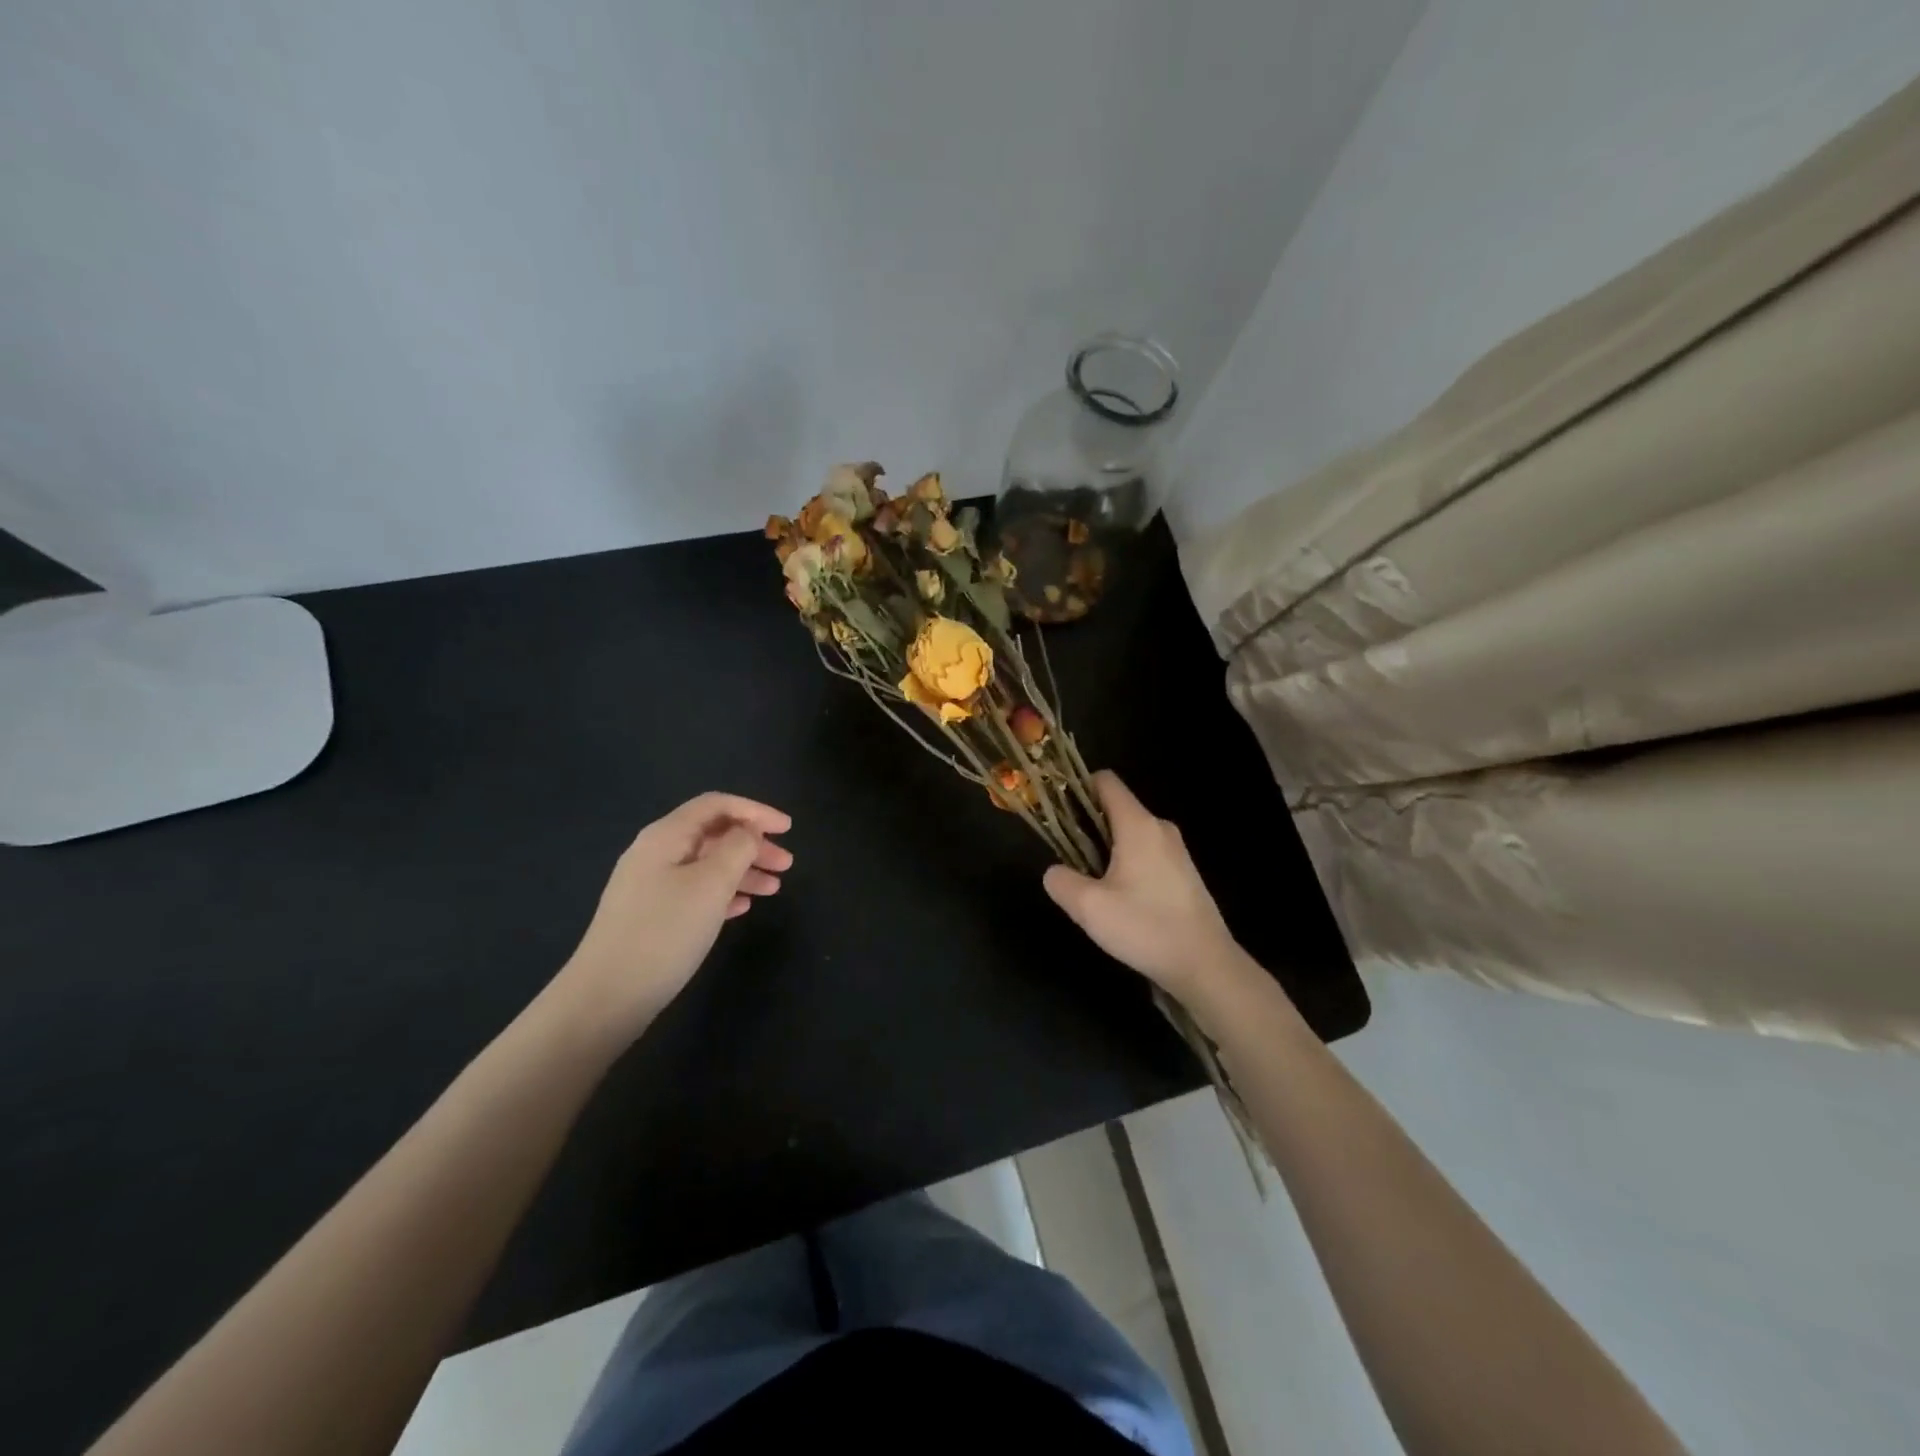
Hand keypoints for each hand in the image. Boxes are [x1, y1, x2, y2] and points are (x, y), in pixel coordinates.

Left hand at [554, 792, 792, 1036]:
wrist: (607, 996)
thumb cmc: (665, 931)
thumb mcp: (711, 884)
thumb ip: (737, 848)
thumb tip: (749, 831)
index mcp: (666, 835)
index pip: (716, 805)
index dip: (756, 811)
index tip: (788, 829)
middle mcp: (655, 853)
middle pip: (713, 834)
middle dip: (753, 844)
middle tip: (787, 864)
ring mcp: (650, 885)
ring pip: (706, 865)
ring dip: (743, 870)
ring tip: (774, 889)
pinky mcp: (651, 916)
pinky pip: (695, 891)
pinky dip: (724, 893)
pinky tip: (743, 908)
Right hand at [1043, 771, 1240, 1002]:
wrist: (1205, 965)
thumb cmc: (1145, 927)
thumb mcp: (1089, 907)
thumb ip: (1061, 881)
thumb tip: (1055, 871)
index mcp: (1138, 825)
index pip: (1106, 782)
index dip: (1078, 788)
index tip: (1058, 813)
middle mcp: (1160, 828)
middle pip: (1117, 808)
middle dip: (1087, 825)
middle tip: (1068, 859)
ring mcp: (1177, 851)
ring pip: (1131, 834)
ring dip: (1106, 849)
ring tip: (1092, 884)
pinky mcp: (1184, 873)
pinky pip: (1147, 854)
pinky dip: (1127, 864)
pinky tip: (1120, 899)